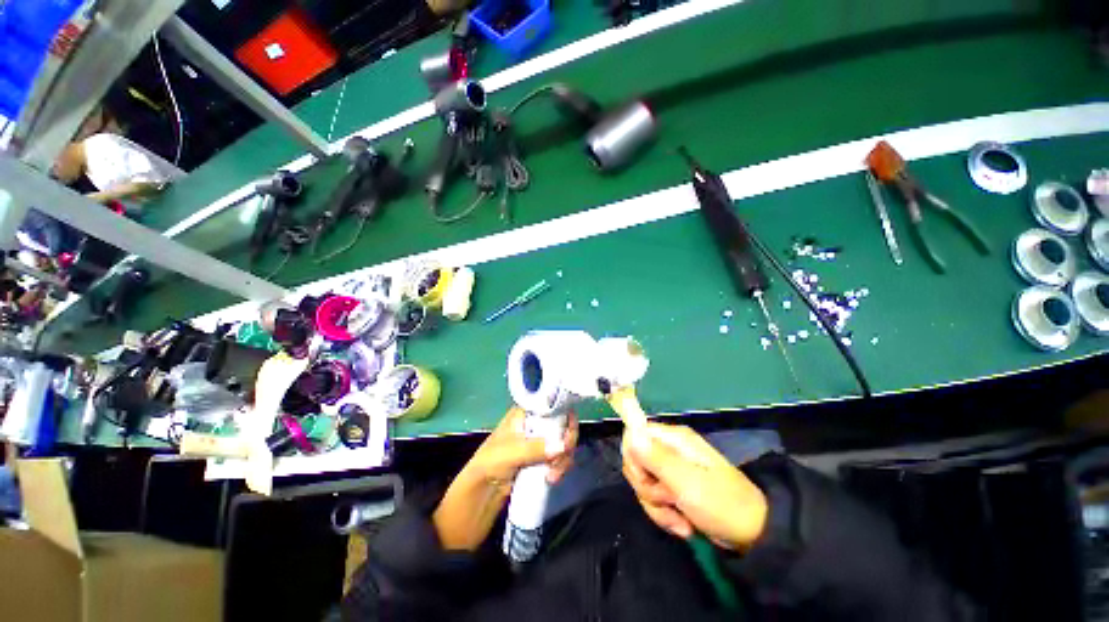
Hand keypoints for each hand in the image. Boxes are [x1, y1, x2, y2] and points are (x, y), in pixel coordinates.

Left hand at [463, 406, 577, 490]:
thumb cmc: (491, 462)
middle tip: (562, 457)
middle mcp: (536, 422)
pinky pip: (561, 457)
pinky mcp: (544, 457)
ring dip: (564, 458)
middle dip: (566, 442)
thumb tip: (562, 447)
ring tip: (553, 475)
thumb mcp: (511, 452)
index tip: (568, 433)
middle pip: (563, 423)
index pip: (552, 405)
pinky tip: (553, 478)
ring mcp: (541, 439)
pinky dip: (561, 466)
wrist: (482, 490)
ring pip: (564, 442)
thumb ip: (535, 448)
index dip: (565, 416)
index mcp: (526, 412)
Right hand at [622, 423, 767, 550]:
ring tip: (679, 520)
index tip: (644, 477)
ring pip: (644, 483)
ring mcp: (672, 470)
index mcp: (674, 439)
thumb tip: (630, 432)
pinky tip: (682, 525)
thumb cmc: (721, 503)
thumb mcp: (686, 482)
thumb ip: (656, 458)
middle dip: (646, 487)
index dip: (632, 456)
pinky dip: (664, 515)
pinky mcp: (675, 489)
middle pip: (636, 461)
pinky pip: (654, 499)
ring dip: (657, 506)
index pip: (634, 434)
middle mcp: (670, 450)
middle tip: (667, 499)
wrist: (753, 535)